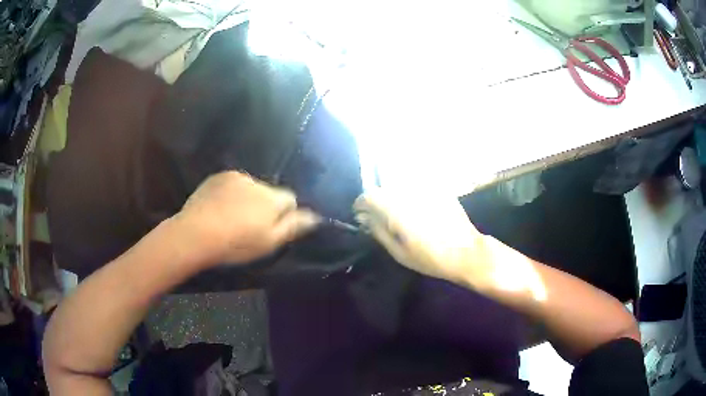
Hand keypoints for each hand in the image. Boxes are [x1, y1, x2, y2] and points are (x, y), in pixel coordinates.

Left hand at [174, 171, 318, 265]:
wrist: (196, 233)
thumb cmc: (236, 244)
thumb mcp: (269, 242)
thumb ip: (293, 226)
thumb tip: (316, 216)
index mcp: (271, 199)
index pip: (290, 199)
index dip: (285, 214)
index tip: (272, 228)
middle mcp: (256, 182)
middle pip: (269, 192)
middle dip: (265, 205)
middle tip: (249, 226)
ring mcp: (235, 177)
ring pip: (250, 187)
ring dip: (247, 198)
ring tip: (232, 217)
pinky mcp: (217, 176)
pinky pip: (232, 183)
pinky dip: (231, 193)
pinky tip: (220, 208)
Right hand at [353, 189, 492, 288]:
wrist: (466, 252)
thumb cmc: (430, 258)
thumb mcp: (399, 252)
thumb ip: (378, 231)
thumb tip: (364, 218)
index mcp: (397, 210)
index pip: (369, 196)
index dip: (361, 204)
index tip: (361, 215)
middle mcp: (409, 193)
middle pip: (383, 188)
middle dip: (377, 201)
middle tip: (380, 217)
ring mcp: (425, 188)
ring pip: (399, 185)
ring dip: (393, 197)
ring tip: (399, 214)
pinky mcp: (438, 188)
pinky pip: (416, 186)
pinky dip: (410, 195)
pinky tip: (417, 210)